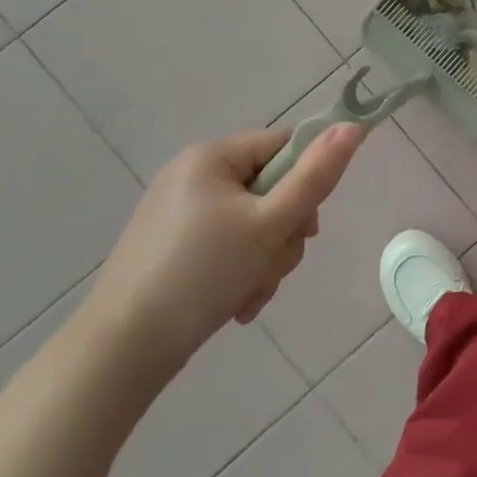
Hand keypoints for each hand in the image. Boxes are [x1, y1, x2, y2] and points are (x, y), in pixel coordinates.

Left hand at [77, 124, 365, 379]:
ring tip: (251, 293)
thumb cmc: (202, 274)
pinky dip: (241, 272)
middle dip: (284, 233)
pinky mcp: (173, 248)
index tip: (306, 226)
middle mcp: (193, 175)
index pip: (285, 145)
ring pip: (254, 223)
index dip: (307, 181)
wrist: (122, 351)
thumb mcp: (270, 223)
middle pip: (272, 189)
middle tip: (273, 264)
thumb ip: (316, 176)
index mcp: (212, 156)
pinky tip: (237, 305)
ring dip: (266, 259)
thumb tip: (353, 126)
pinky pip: (228, 246)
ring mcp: (180, 213)